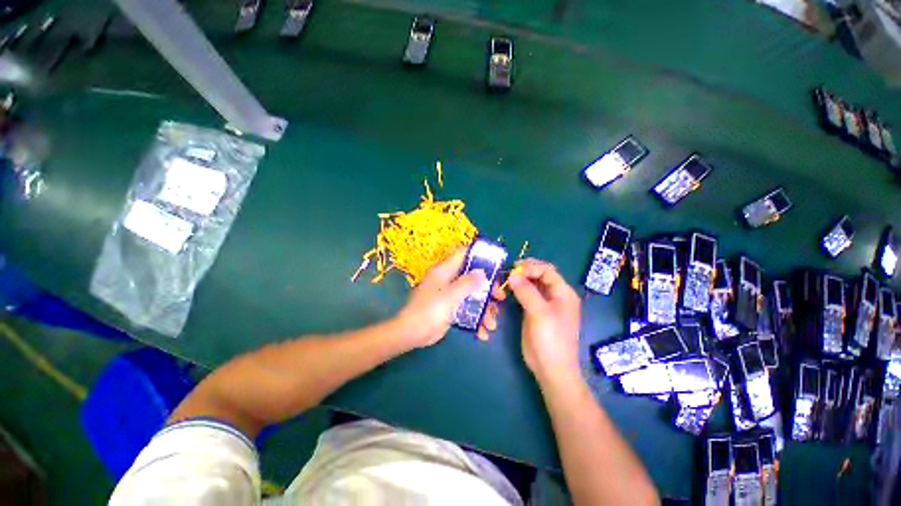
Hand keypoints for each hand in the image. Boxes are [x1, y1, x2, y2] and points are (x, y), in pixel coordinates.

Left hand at [395, 248, 486, 347]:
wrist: (412, 334)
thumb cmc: (429, 311)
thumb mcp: (449, 295)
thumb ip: (467, 283)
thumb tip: (482, 272)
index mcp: (445, 270)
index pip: (463, 254)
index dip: (479, 255)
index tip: (495, 263)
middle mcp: (449, 279)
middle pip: (473, 276)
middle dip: (488, 288)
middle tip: (500, 298)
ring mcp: (451, 294)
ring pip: (473, 295)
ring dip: (485, 309)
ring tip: (492, 324)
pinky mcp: (452, 308)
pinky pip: (468, 310)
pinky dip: (476, 320)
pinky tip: (483, 333)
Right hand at [507, 259, 581, 381]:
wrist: (551, 369)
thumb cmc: (551, 339)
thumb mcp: (540, 313)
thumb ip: (526, 291)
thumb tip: (512, 275)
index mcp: (563, 293)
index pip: (546, 270)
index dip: (530, 267)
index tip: (513, 270)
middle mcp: (554, 295)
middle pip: (539, 276)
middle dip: (523, 273)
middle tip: (506, 273)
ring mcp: (543, 304)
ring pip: (530, 285)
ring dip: (518, 282)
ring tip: (504, 283)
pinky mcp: (533, 312)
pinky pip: (525, 296)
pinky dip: (516, 292)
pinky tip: (507, 292)